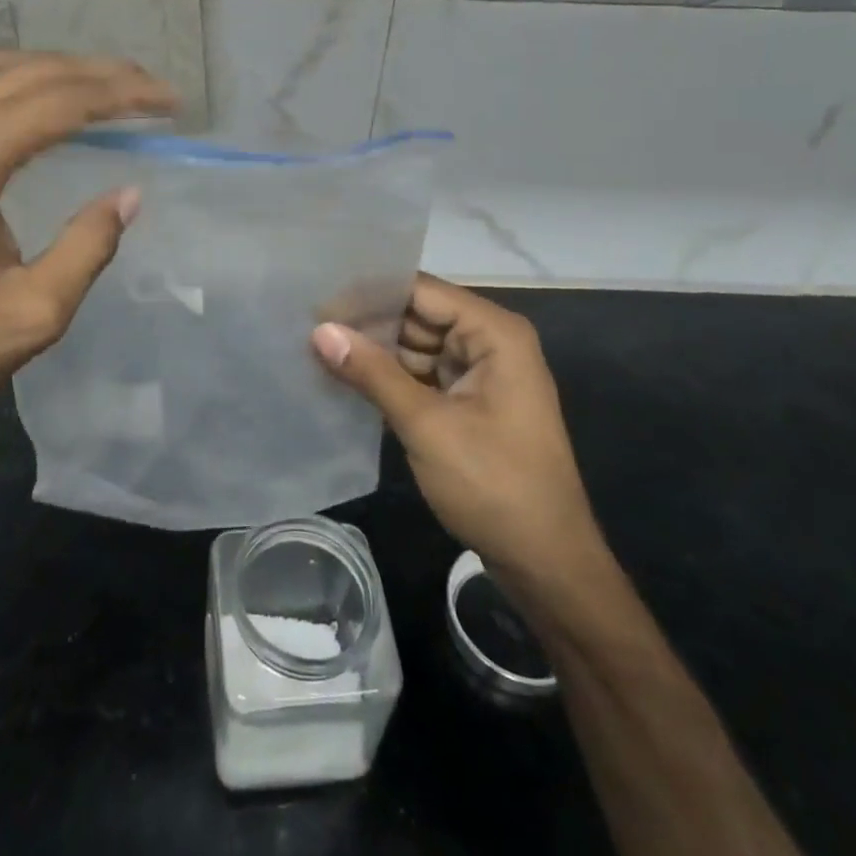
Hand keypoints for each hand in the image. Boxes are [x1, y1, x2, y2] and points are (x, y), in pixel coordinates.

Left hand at [0, 35, 176, 494]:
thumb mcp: (31, 314)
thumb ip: (87, 246)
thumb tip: (129, 193)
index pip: (62, 102)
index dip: (123, 95)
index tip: (170, 101)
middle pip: (28, 75)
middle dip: (96, 73)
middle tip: (148, 85)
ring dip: (46, 68)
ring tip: (96, 79)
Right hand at [311, 276, 604, 599]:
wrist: (547, 564)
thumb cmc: (495, 485)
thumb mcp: (427, 425)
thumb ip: (372, 372)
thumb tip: (319, 330)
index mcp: (494, 333)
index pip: (421, 291)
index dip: (369, 293)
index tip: (317, 298)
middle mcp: (490, 342)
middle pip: (418, 315)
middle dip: (368, 322)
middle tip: (308, 324)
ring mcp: (482, 373)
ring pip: (417, 346)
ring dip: (376, 351)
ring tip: (317, 347)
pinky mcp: (471, 402)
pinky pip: (423, 375)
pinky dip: (391, 377)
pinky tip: (348, 378)